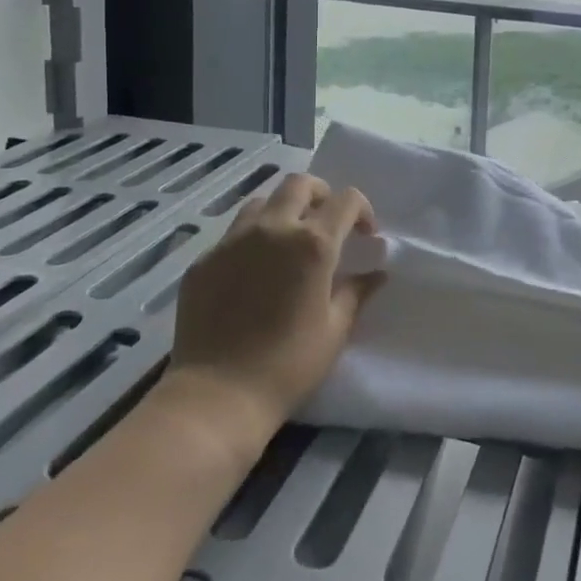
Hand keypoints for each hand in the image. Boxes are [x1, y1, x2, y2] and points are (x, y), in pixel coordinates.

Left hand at [168, 174, 381, 435]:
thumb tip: (376, 272)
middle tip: (326, 223)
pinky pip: (233, 234)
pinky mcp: (204, 260)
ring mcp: (232, 241)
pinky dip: (251, 241)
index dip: (362, 210)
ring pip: (262, 203)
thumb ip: (357, 292)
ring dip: (282, 213)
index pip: (346, 200)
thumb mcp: (335, 330)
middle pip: (299, 184)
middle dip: (321, 194)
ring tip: (286, 244)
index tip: (365, 235)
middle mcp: (272, 229)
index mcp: (312, 244)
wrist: (217, 395)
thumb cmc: (288, 366)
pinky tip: (252, 274)